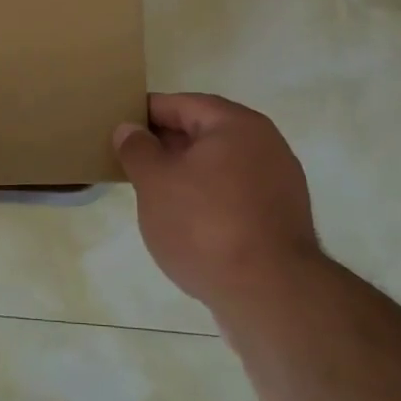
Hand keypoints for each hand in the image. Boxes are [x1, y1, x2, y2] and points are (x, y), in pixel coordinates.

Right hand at [114, 93, 320, 311]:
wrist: (270, 296)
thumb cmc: (204, 225)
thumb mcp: (155, 182)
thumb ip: (138, 149)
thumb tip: (130, 129)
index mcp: (236, 124)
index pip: (182, 104)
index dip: (147, 112)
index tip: (119, 126)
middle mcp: (265, 145)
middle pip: (205, 133)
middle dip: (167, 144)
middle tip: (130, 160)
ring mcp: (279, 184)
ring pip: (220, 166)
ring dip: (187, 174)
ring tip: (153, 192)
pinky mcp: (281, 220)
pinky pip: (235, 195)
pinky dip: (209, 199)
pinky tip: (186, 221)